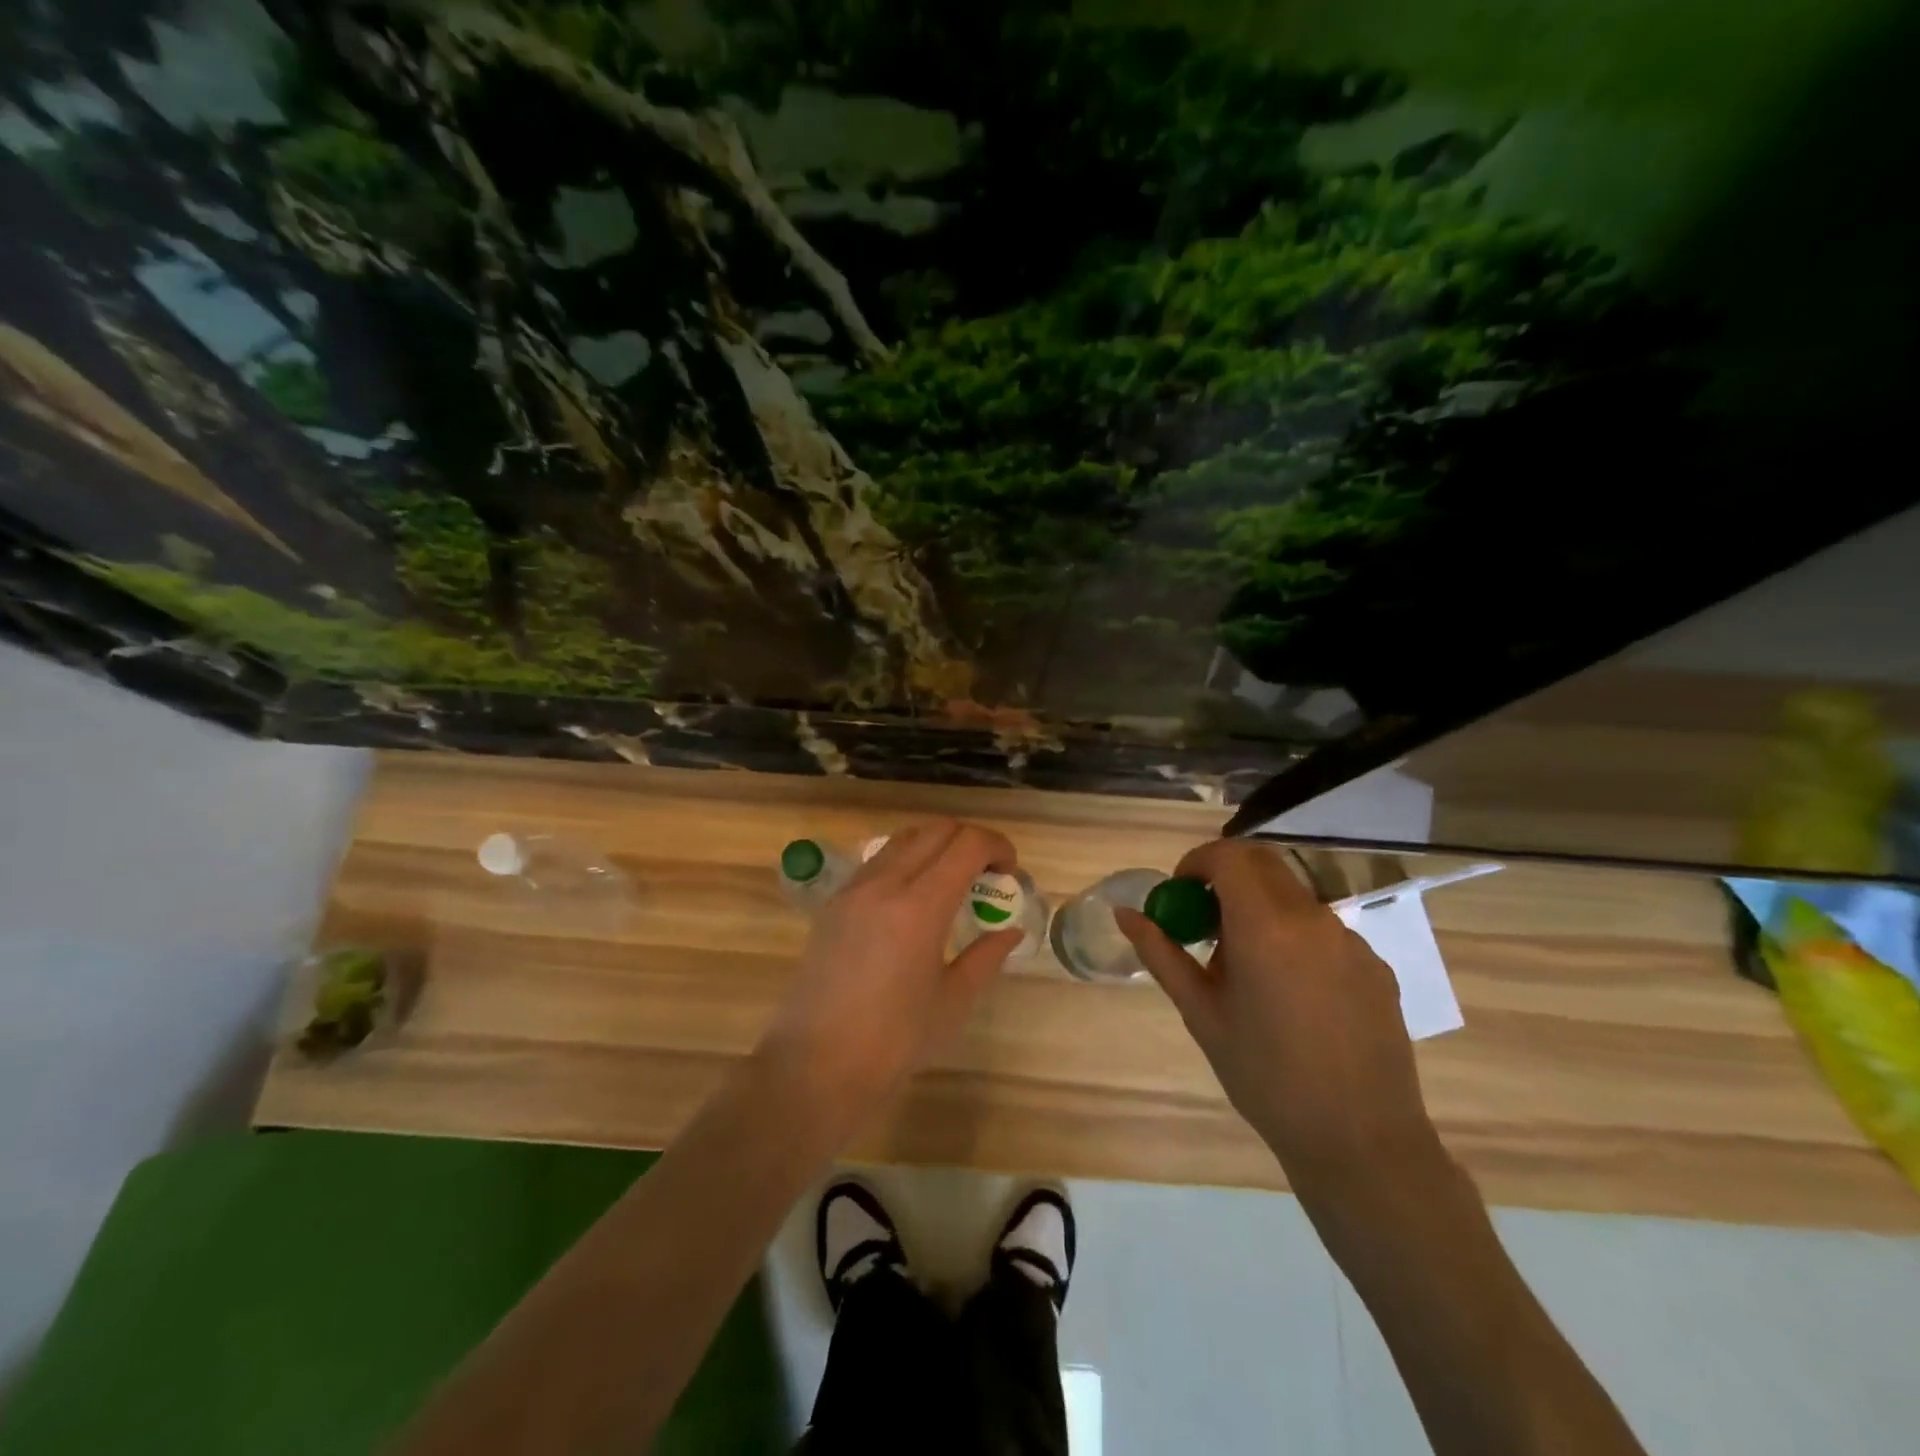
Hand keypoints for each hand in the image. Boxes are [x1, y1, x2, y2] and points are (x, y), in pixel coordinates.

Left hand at [760, 819, 1022, 1122]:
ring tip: (952, 882)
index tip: (1010, 872)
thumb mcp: (953, 1001)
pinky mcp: (833, 903)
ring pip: (904, 838)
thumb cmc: (895, 1042)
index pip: (967, 844)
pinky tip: (914, 898)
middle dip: (970, 840)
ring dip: (937, 845)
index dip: (997, 846)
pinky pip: (878, 860)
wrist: (816, 1067)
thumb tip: (1010, 930)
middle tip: (987, 874)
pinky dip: (907, 859)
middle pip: (936, 829)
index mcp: (920, 906)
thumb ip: (986, 956)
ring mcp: (854, 889)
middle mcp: (884, 883)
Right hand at [1118, 839, 1441, 1198]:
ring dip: (1260, 908)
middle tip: (1205, 920)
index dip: (1197, 862)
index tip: (1180, 892)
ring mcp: (1351, 940)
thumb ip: (1161, 954)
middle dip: (1226, 876)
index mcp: (1266, 927)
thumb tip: (1124, 914)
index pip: (1229, 856)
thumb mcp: (1201, 1014)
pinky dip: (1293, 936)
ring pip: (1293, 896)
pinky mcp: (1374, 964)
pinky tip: (1290, 994)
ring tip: (1246, 968)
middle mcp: (1313, 919)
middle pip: (1264, 864)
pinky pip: (1322, 929)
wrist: (1360, 1142)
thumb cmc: (1264, 1077)